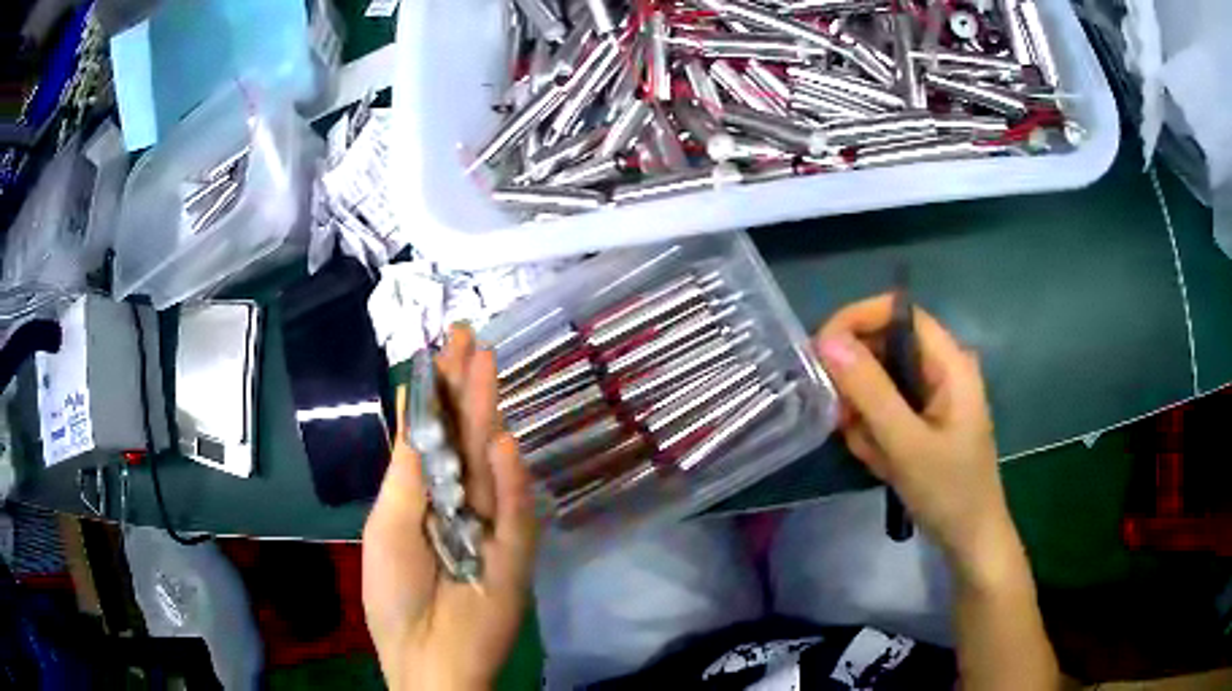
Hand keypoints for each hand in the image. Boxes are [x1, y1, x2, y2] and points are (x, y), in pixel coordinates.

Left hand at [363, 325, 536, 690]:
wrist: (426, 655)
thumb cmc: (393, 592)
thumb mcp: (388, 524)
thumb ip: (409, 469)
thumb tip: (412, 404)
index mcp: (425, 494)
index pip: (434, 434)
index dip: (437, 391)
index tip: (439, 348)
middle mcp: (461, 500)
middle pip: (465, 438)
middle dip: (466, 389)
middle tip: (469, 339)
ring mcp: (492, 525)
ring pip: (491, 465)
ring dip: (487, 417)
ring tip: (483, 366)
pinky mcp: (517, 554)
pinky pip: (515, 514)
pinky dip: (510, 481)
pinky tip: (500, 442)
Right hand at [814, 295, 1015, 579]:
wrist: (971, 540)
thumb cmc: (950, 491)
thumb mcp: (907, 444)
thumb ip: (870, 391)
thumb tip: (827, 341)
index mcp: (949, 362)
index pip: (898, 312)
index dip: (857, 320)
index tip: (820, 351)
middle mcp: (940, 369)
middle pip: (885, 347)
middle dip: (858, 383)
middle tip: (843, 419)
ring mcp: (931, 396)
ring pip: (879, 383)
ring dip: (864, 417)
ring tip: (873, 454)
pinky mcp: (922, 420)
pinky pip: (885, 411)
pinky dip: (874, 434)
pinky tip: (881, 463)